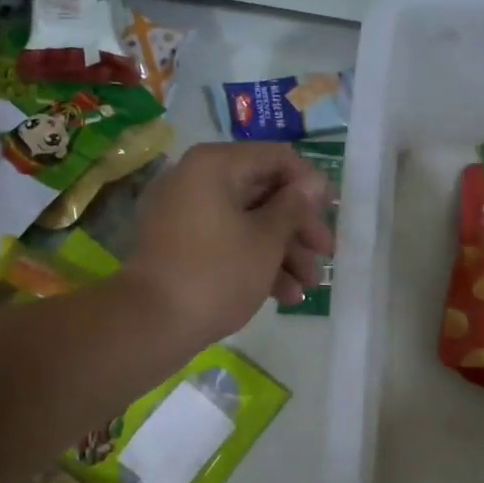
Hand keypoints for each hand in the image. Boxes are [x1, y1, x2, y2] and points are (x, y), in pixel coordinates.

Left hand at [124, 142, 334, 344]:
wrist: (151, 323)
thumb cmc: (217, 273)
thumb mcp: (266, 239)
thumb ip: (294, 207)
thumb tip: (315, 182)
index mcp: (216, 165)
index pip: (277, 158)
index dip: (310, 185)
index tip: (332, 214)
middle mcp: (197, 180)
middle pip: (264, 193)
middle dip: (298, 228)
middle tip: (325, 256)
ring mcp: (187, 214)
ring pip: (248, 222)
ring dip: (283, 252)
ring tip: (308, 287)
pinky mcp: (182, 246)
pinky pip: (227, 241)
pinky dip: (255, 262)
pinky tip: (284, 296)